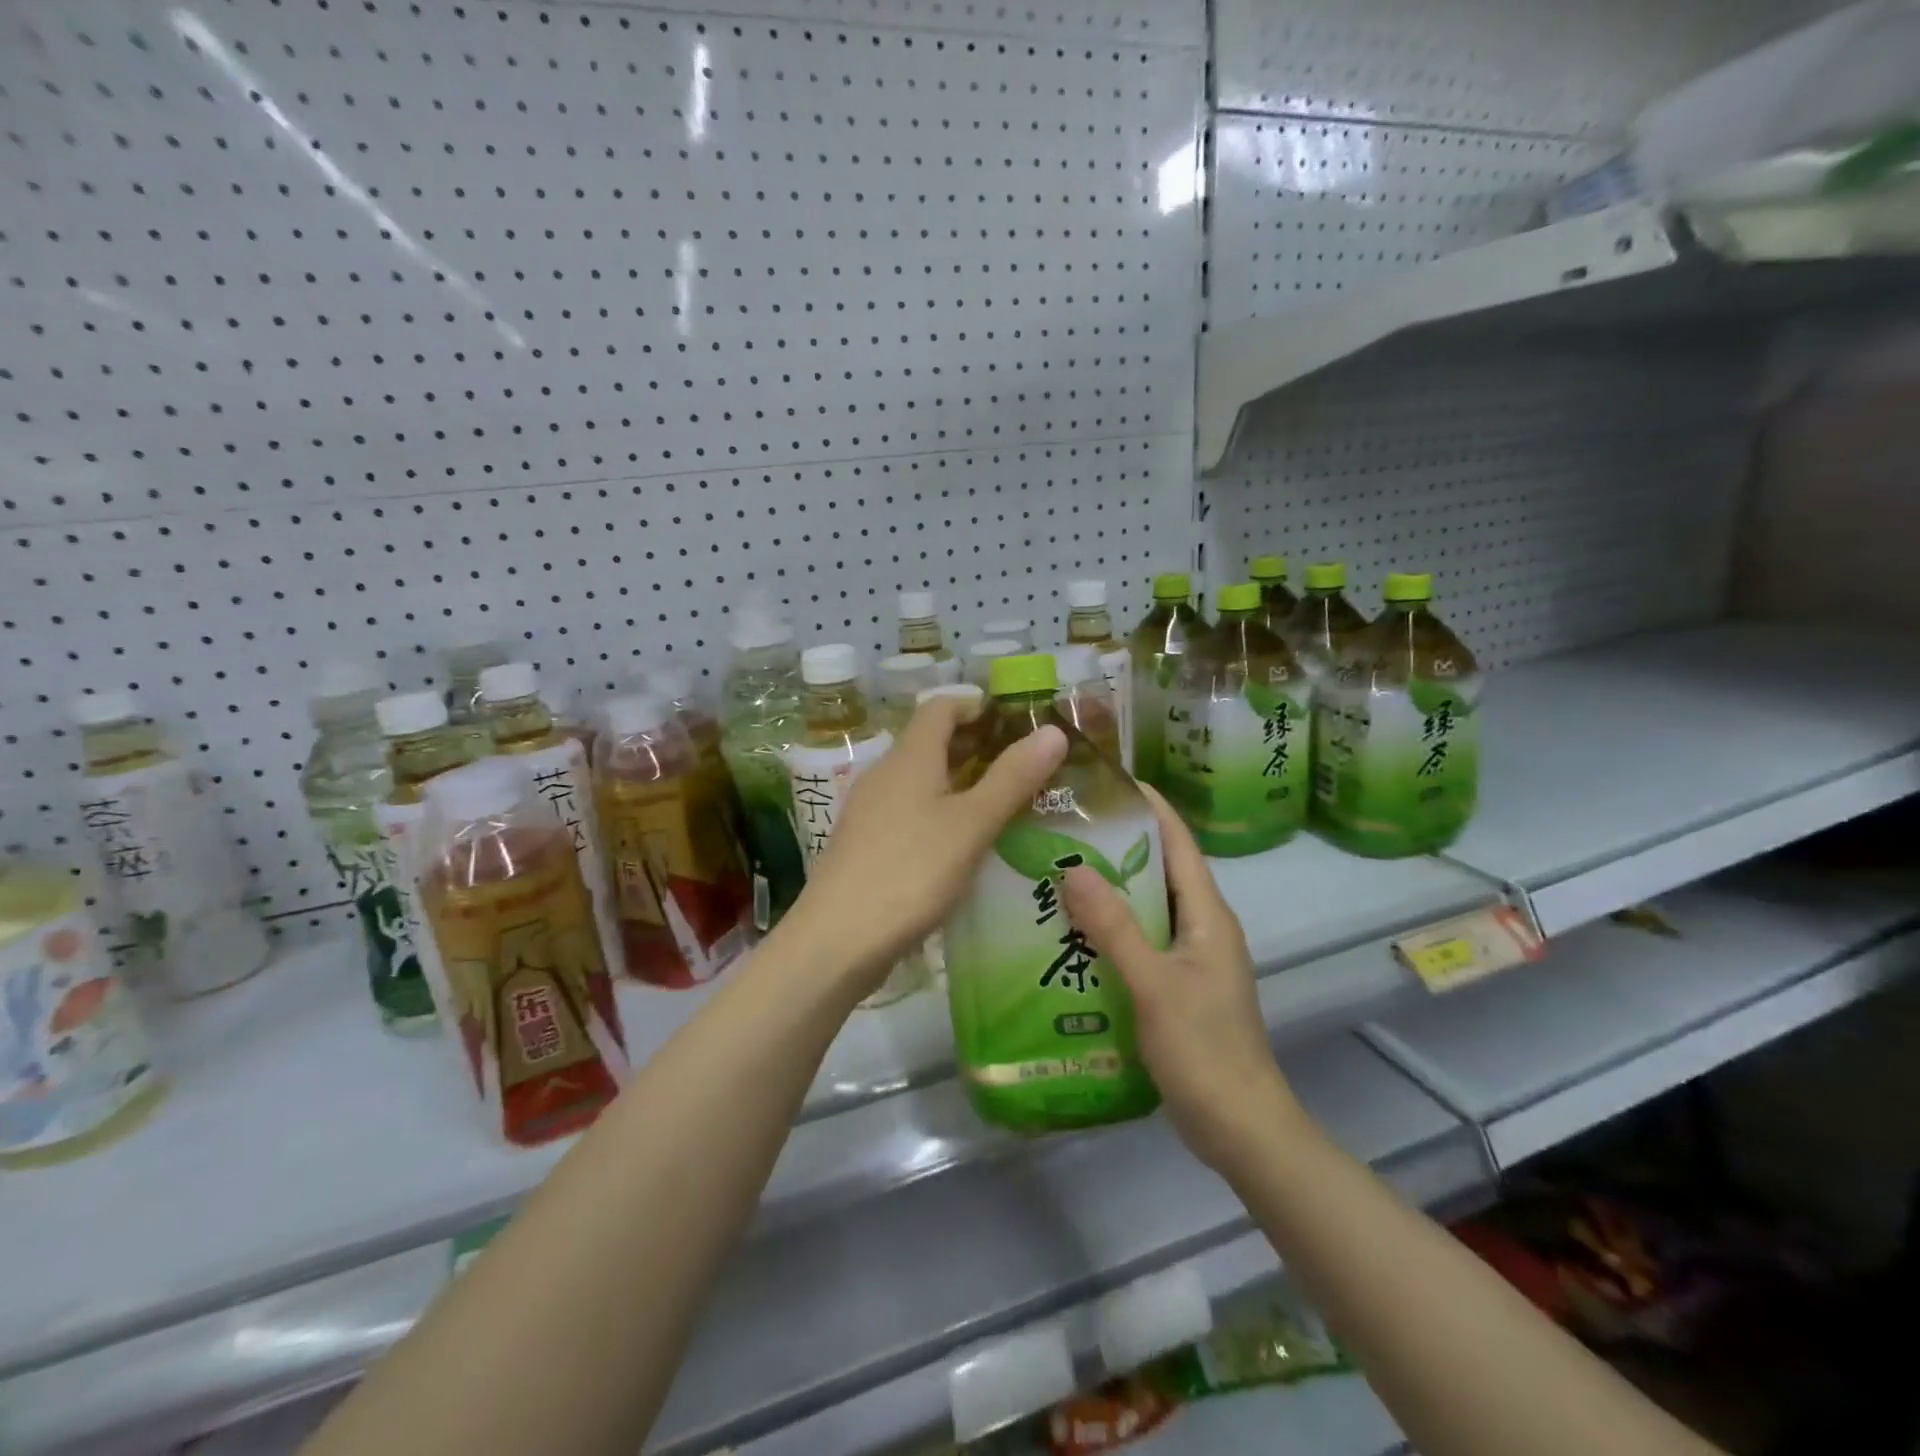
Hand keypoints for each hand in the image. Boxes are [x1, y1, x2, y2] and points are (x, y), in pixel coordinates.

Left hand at [784, 692, 1067, 993]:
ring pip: (918, 780)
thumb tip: (1054, 732)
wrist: (837, 939)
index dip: (975, 704)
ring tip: (997, 804)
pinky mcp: (863, 845)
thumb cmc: (911, 871)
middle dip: (972, 745)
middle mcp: (884, 774)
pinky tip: (958, 844)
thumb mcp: (972, 824)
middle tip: (1018, 764)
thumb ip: (1012, 778)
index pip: (940, 707)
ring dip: (956, 781)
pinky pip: (907, 811)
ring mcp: (868, 811)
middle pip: (928, 742)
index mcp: (909, 757)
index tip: (1012, 719)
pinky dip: (937, 812)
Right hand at [1061, 786, 1299, 1172]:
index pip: (1178, 841)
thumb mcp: (1153, 984)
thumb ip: (1114, 926)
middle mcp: (1201, 925)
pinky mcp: (1175, 984)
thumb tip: (1073, 866)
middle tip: (1061, 827)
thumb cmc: (1204, 1049)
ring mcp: (1189, 956)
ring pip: (1145, 906)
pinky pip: (1138, 940)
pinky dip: (1107, 928)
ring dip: (1107, 888)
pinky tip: (1068, 932)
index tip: (1104, 781)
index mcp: (1207, 913)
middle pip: (1158, 868)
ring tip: (1053, 870)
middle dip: (1115, 844)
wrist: (1240, 1128)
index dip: (1148, 805)